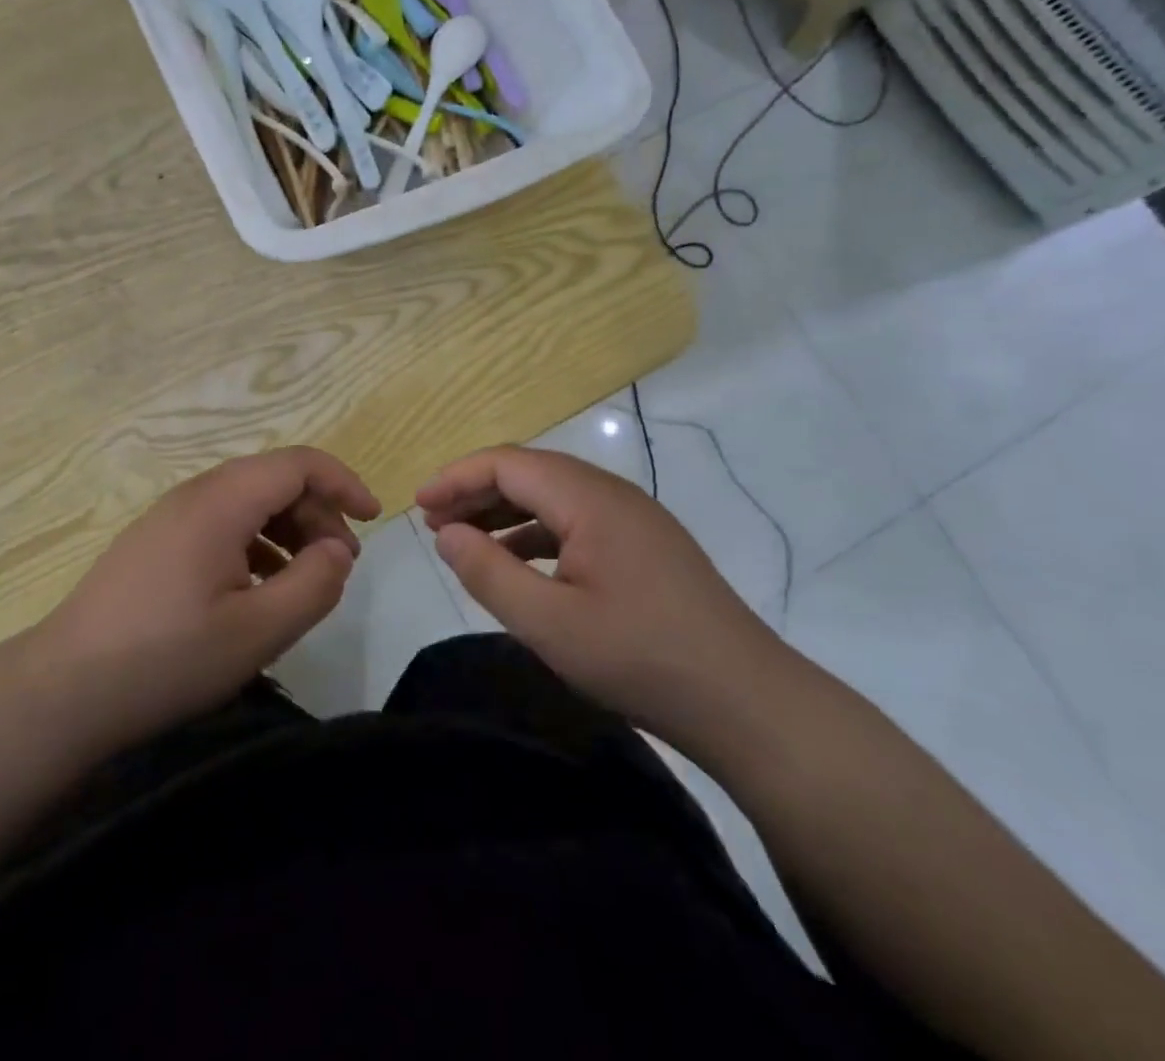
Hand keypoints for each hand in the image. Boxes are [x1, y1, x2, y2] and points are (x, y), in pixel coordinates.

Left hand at [25, 447, 379, 754]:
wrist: (61, 692)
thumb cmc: (166, 659)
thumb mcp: (258, 631)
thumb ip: (314, 584)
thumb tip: (337, 550)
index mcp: (221, 502)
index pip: (298, 463)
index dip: (343, 482)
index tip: (373, 519)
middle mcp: (194, 495)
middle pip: (273, 479)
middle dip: (317, 512)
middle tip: (339, 564)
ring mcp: (168, 518)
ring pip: (246, 502)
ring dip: (287, 529)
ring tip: (304, 579)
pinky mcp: (153, 544)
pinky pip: (219, 525)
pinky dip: (254, 544)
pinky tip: (257, 590)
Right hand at [417, 446, 794, 755]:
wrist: (746, 702)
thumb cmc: (640, 658)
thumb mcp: (548, 623)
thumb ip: (488, 572)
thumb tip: (445, 533)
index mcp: (589, 498)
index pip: (508, 463)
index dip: (456, 477)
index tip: (417, 505)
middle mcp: (612, 494)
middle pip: (530, 472)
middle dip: (476, 491)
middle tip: (433, 523)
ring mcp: (634, 518)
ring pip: (553, 496)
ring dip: (505, 512)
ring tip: (465, 540)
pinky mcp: (645, 546)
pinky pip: (577, 521)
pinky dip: (536, 533)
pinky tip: (518, 564)